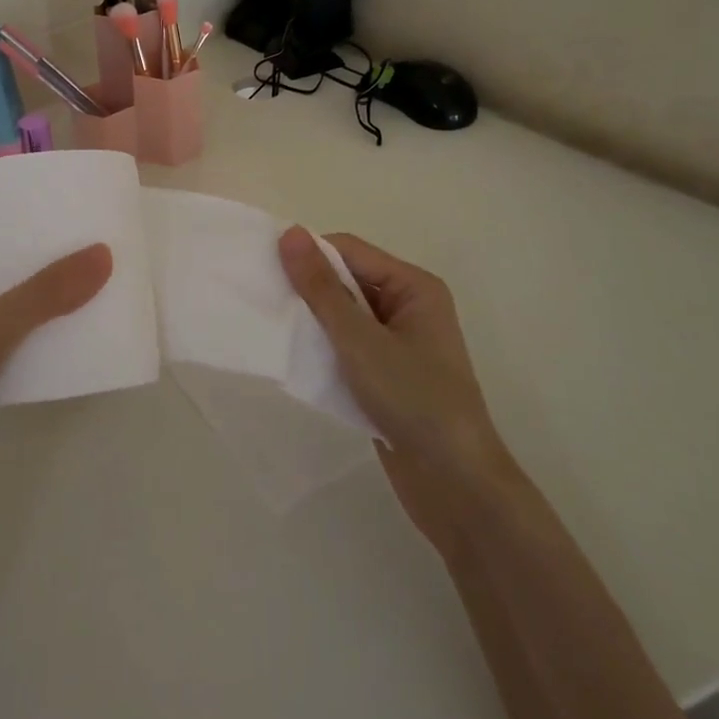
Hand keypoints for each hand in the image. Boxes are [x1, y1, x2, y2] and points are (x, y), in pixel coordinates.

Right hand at [278, 227, 512, 551]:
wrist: (456, 484)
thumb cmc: (413, 399)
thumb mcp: (359, 340)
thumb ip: (321, 288)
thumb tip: (290, 233)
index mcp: (414, 287)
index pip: (350, 251)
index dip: (308, 256)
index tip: (264, 269)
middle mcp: (409, 307)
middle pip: (347, 281)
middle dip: (308, 289)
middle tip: (262, 299)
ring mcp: (400, 344)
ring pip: (345, 317)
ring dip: (313, 322)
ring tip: (272, 327)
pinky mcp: (389, 376)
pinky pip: (348, 348)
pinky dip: (324, 350)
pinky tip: (296, 359)